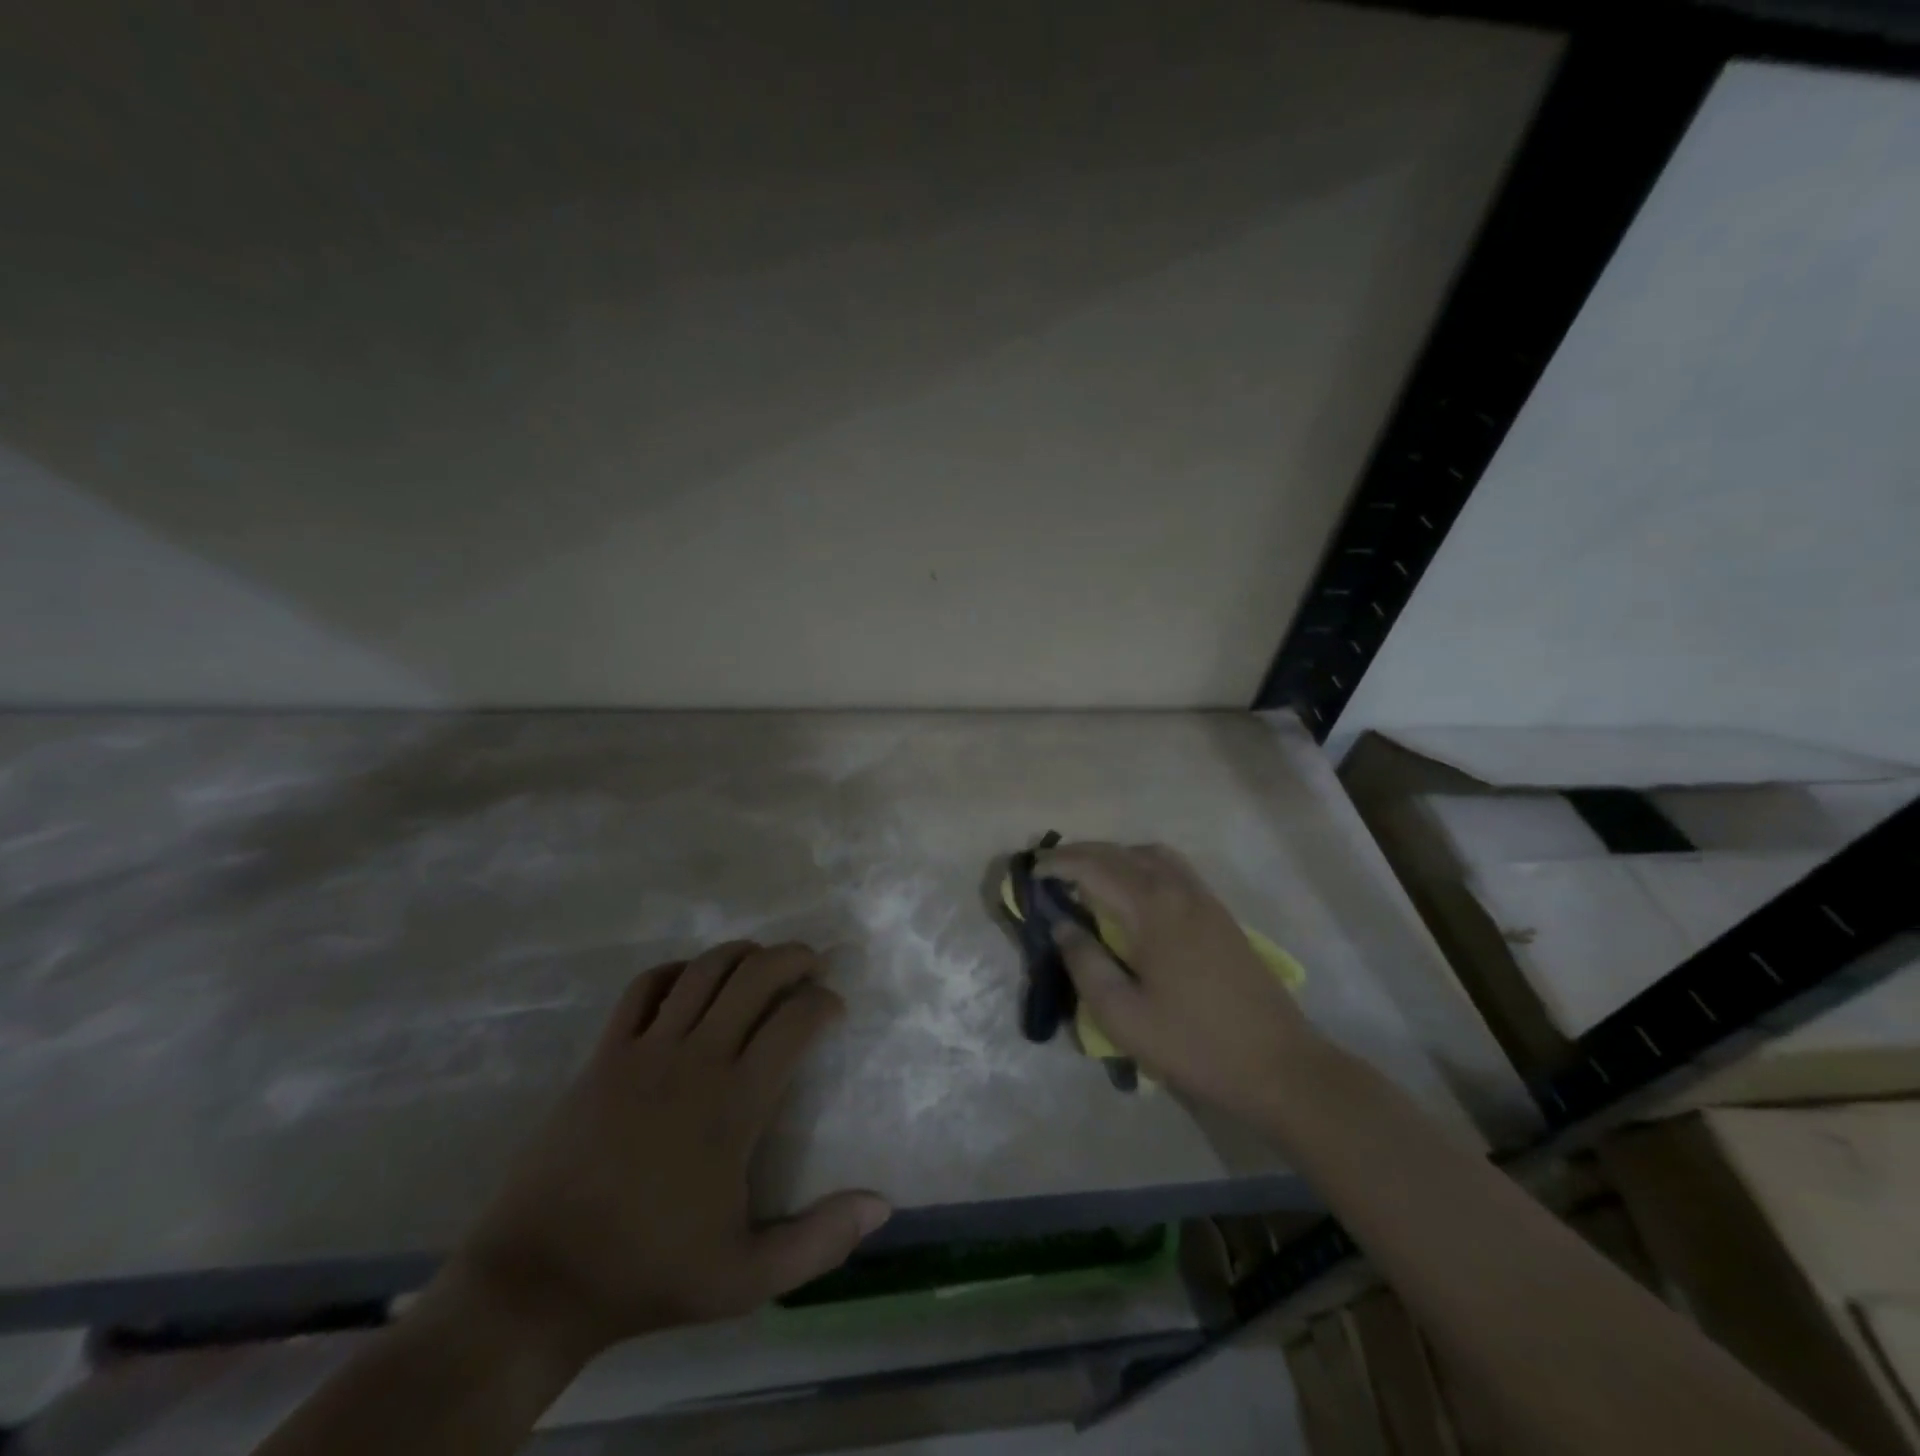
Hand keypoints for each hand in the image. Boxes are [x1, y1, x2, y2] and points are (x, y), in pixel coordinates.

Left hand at [439, 941, 890, 1367]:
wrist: (538, 1280)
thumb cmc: (648, 1273)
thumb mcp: (746, 1278)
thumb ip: (820, 1241)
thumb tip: (883, 1206)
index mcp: (734, 1103)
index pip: (794, 1021)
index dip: (824, 1003)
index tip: (834, 1008)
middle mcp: (695, 1060)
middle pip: (754, 976)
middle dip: (792, 958)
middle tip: (812, 964)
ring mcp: (644, 1051)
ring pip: (703, 971)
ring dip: (741, 953)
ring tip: (761, 960)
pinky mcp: (604, 1055)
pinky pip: (644, 988)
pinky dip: (675, 971)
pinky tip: (690, 981)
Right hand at [1036, 842, 1322, 1122]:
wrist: (1278, 1065)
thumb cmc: (1193, 1044)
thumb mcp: (1122, 1015)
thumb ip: (1085, 963)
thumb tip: (1063, 924)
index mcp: (1152, 909)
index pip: (1095, 868)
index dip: (1059, 864)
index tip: (1032, 871)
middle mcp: (1178, 890)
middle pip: (1121, 853)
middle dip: (1081, 853)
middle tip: (1050, 867)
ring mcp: (1204, 899)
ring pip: (1150, 854)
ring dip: (1114, 855)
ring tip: (1089, 876)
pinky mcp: (1219, 913)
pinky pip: (1172, 868)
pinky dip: (1141, 864)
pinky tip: (1133, 892)